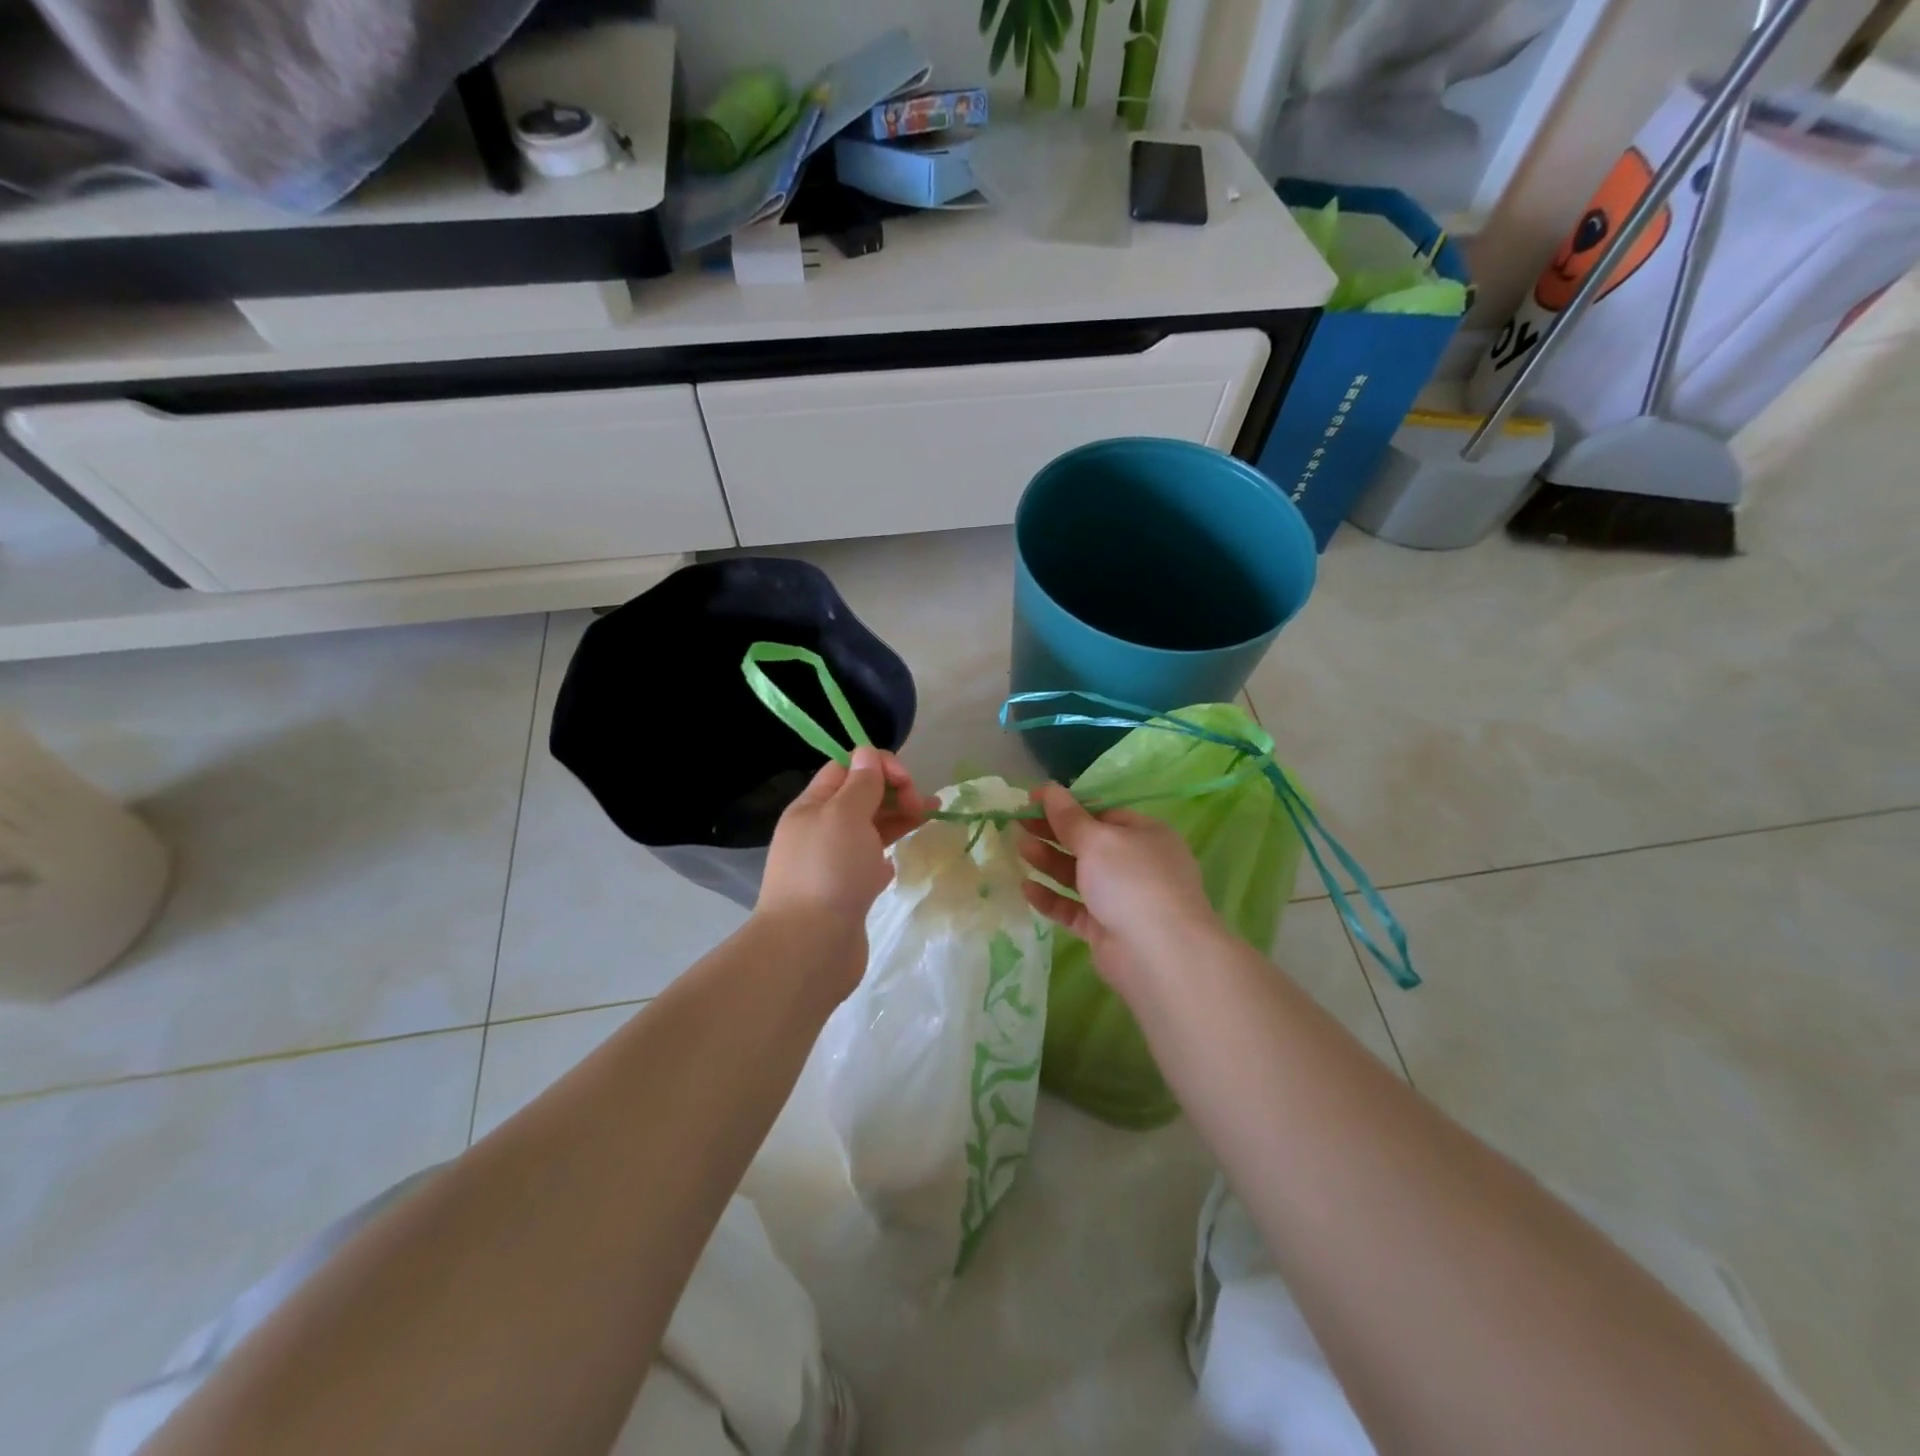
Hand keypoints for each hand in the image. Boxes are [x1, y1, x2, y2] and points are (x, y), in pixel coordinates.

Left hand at [758, 746, 931, 931]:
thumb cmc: (828, 872)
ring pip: (869, 829)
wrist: (810, 948)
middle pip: (860, 798)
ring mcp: (833, 863)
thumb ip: (861, 784)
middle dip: (893, 792)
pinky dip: (887, 853)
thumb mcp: (845, 815)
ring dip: (898, 818)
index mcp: (812, 806)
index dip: (878, 765)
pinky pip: (870, 861)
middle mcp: (820, 831)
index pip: (846, 768)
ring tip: (931, 817)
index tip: (907, 781)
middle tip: (921, 806)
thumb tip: (867, 754)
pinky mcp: (847, 892)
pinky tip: (900, 859)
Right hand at [1017, 784, 1220, 998]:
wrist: (1159, 954)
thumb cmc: (1132, 881)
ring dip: (1049, 861)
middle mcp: (1136, 864)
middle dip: (1053, 833)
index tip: (1033, 801)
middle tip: (1018, 822)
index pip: (1102, 814)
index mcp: (1144, 834)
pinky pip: (1074, 908)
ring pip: (1079, 875)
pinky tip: (1026, 889)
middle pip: (1088, 843)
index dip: (1067, 806)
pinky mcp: (1106, 929)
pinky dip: (1052, 898)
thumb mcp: (1098, 840)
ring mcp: (1122, 899)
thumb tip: (1049, 788)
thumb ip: (1069, 817)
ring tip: (1019, 848)